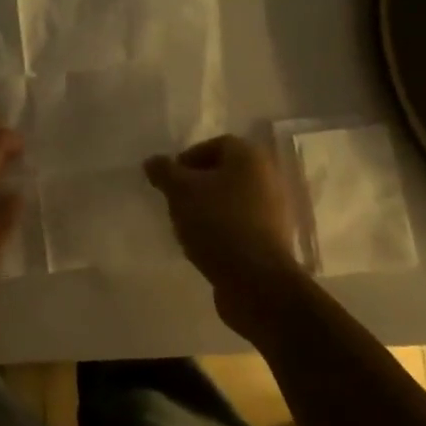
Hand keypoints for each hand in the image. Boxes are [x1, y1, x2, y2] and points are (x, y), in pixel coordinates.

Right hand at [144, 135, 305, 324]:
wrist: (256, 281)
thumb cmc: (217, 223)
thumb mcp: (180, 191)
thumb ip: (164, 171)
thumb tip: (152, 161)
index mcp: (249, 157)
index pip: (215, 145)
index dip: (188, 159)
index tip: (169, 181)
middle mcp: (267, 177)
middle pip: (223, 173)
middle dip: (196, 186)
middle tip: (175, 203)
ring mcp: (273, 210)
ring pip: (231, 200)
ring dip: (207, 209)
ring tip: (186, 227)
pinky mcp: (271, 240)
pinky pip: (239, 225)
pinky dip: (221, 231)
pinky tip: (204, 246)